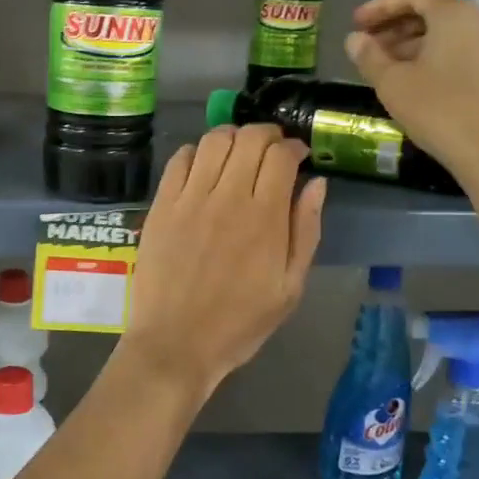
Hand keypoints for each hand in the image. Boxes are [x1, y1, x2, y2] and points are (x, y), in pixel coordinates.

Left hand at [123, 124, 324, 403]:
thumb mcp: (289, 287)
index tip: (298, 156)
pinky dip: (196, 152)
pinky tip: (204, 166)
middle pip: (249, 139)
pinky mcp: (161, 205)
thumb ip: (306, 230)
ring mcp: (190, 198)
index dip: (293, 147)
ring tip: (239, 152)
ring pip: (213, 141)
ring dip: (232, 136)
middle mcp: (227, 197)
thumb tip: (316, 183)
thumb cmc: (240, 322)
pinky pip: (179, 160)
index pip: (281, 156)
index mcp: (265, 217)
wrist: (176, 343)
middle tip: (271, 149)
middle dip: (266, 134)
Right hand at [345, 0, 478, 176]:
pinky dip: (435, 57)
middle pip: (433, 11)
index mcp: (454, 14)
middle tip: (368, 44)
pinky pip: (462, 51)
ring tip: (386, 66)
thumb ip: (369, 56)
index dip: (381, 5)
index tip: (357, 23)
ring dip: (413, 43)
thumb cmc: (438, 109)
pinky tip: (415, 81)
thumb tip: (354, 39)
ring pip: (448, 33)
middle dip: (396, 24)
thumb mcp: (392, 83)